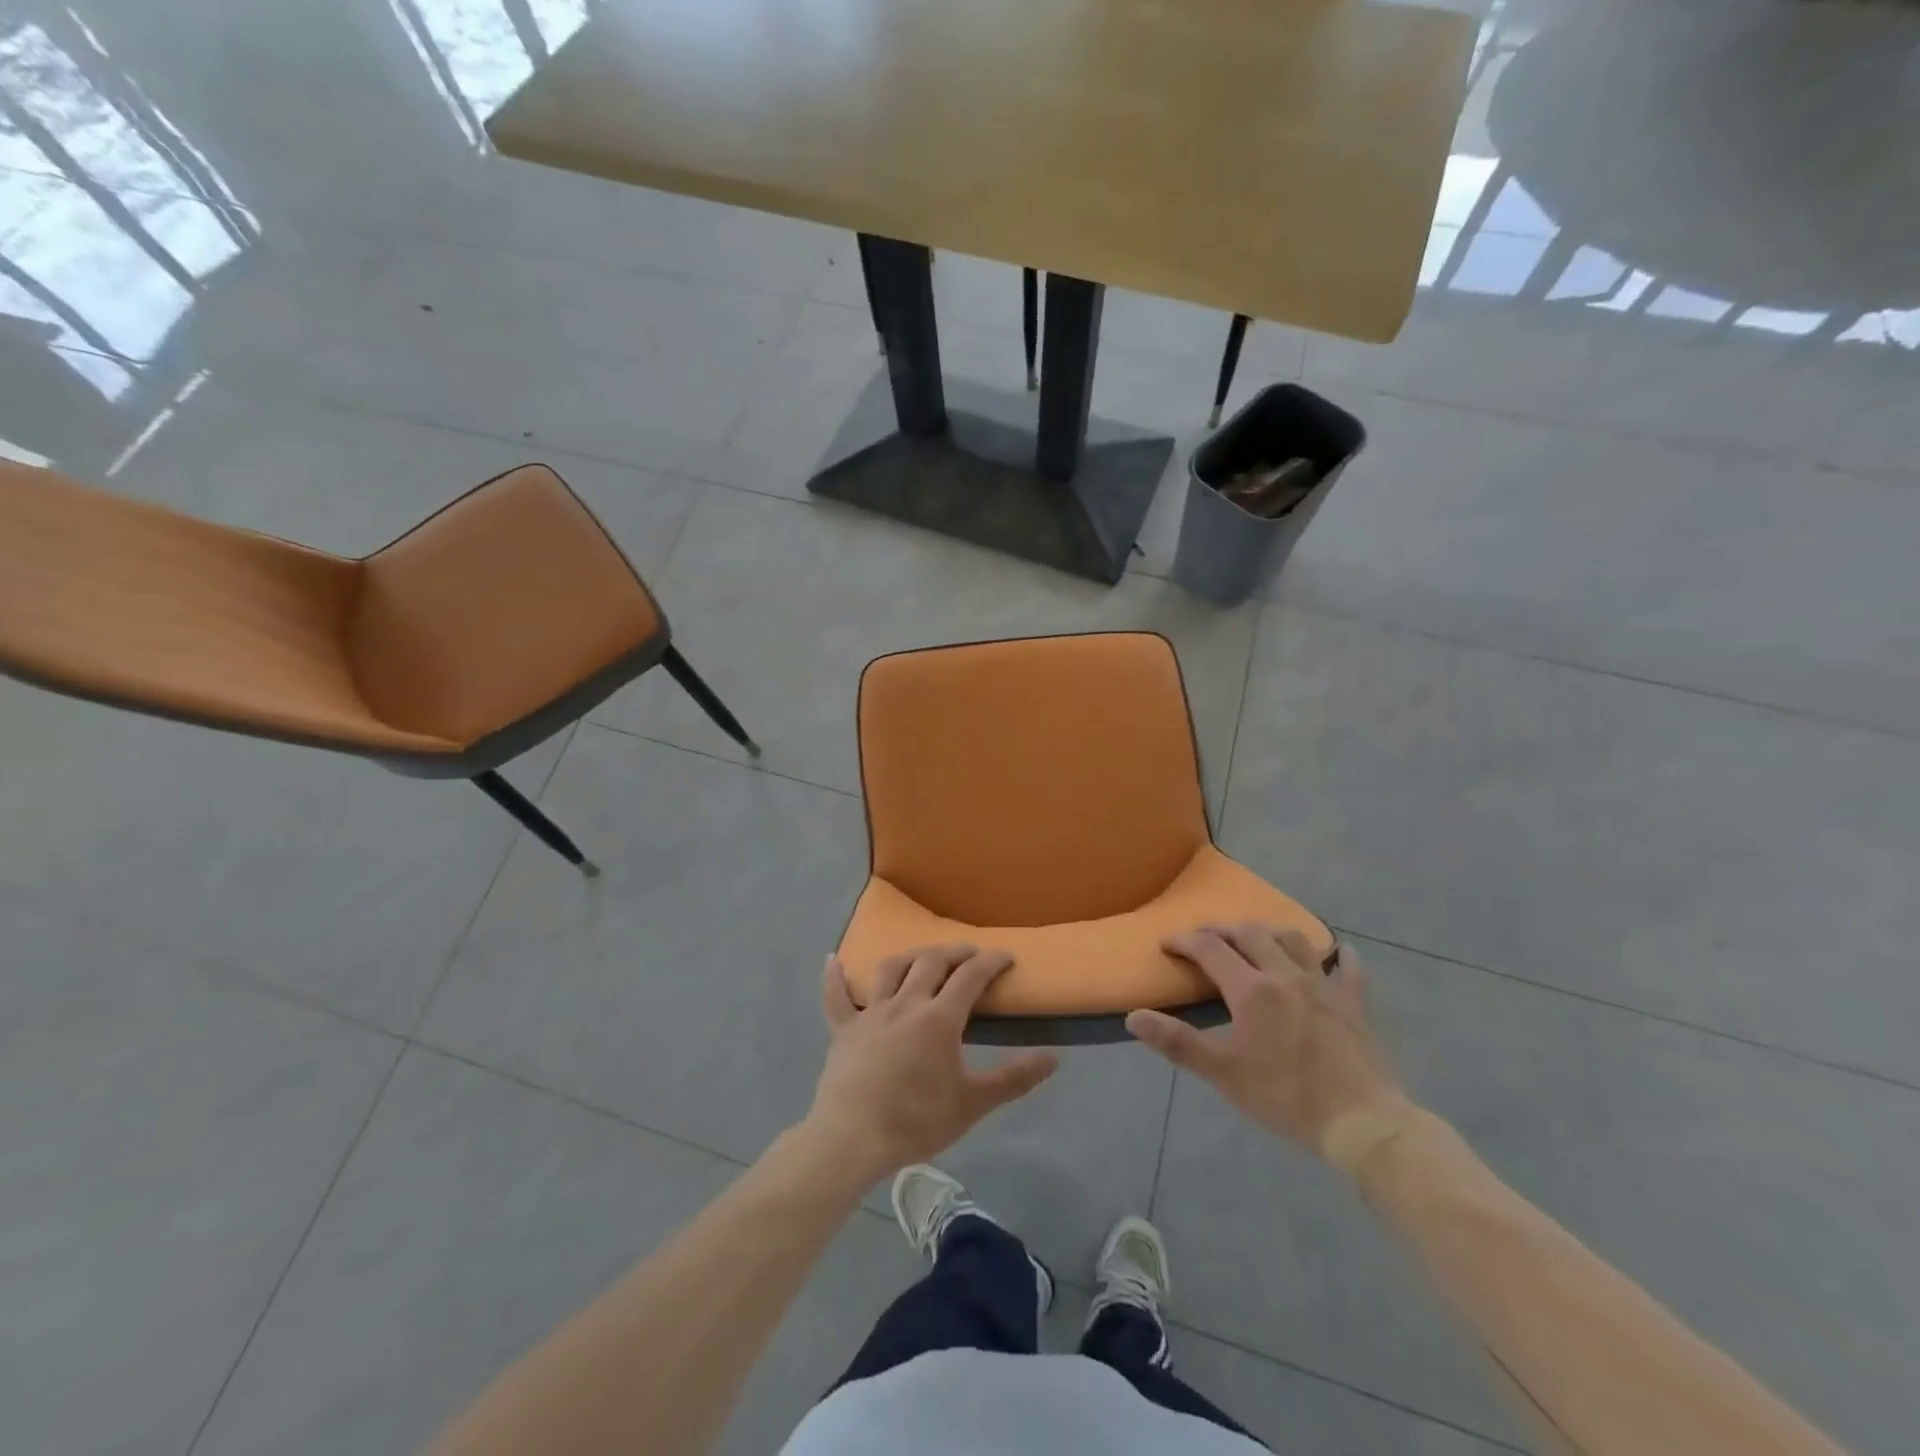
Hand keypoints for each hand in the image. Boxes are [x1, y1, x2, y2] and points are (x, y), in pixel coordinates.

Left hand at [804, 945, 1057, 1184]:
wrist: (853, 1139)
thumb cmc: (917, 1121)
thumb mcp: (973, 1103)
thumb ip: (1014, 1078)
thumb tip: (1053, 1057)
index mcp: (940, 1018)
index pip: (971, 976)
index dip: (991, 961)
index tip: (1005, 955)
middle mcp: (906, 1003)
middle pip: (932, 962)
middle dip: (955, 952)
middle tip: (969, 954)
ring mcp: (871, 1013)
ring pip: (891, 969)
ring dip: (911, 956)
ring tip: (923, 958)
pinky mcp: (843, 1029)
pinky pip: (836, 995)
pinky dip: (835, 976)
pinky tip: (833, 959)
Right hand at [1127, 924, 1407, 1162]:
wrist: (1362, 1123)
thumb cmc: (1285, 1097)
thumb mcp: (1223, 1073)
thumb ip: (1177, 1041)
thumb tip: (1133, 1017)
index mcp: (1251, 989)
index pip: (1209, 949)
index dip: (1184, 941)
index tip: (1167, 944)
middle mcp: (1285, 975)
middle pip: (1250, 933)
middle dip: (1222, 930)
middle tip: (1205, 938)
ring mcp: (1324, 986)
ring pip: (1294, 940)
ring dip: (1269, 932)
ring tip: (1256, 938)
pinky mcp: (1354, 1004)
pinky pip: (1349, 970)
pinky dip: (1341, 957)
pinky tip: (1341, 953)